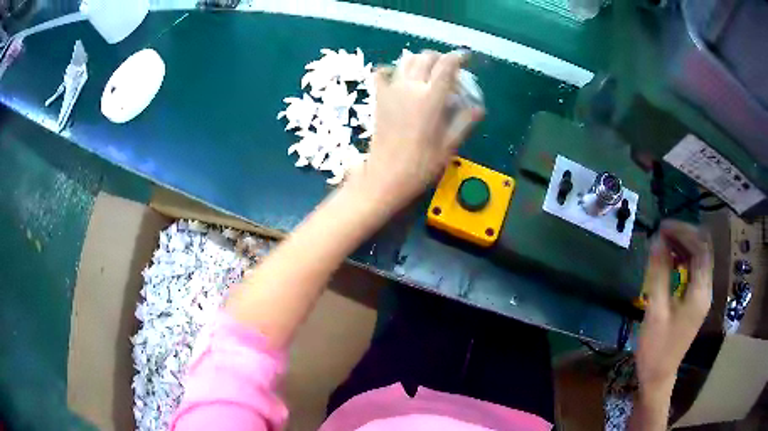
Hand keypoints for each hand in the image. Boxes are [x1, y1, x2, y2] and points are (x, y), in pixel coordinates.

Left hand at [348, 50, 483, 210]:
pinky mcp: (379, 98)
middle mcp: (411, 87)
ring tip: (428, 69)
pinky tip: (398, 76)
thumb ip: (464, 121)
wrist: (386, 176)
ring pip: (406, 61)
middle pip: (426, 58)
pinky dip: (391, 69)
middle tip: (448, 67)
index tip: (465, 57)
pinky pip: (382, 74)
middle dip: (440, 57)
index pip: (446, 66)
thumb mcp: (449, 145)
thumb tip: (479, 107)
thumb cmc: (421, 164)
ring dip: (419, 60)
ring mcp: (392, 91)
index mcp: (431, 98)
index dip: (457, 57)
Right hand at [636, 221, 713, 392]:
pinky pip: (694, 271)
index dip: (684, 231)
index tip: (663, 227)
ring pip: (699, 258)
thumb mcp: (656, 310)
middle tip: (661, 232)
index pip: (701, 247)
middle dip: (684, 235)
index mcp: (700, 292)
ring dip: (683, 246)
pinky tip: (669, 261)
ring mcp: (702, 295)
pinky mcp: (695, 301)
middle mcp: (706, 289)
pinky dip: (682, 259)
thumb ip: (659, 273)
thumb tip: (657, 239)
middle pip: (703, 249)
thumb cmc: (656, 348)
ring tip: (663, 242)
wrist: (658, 377)